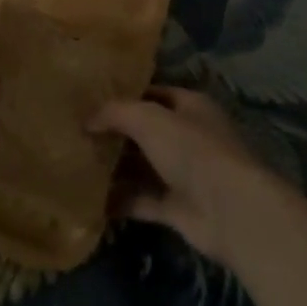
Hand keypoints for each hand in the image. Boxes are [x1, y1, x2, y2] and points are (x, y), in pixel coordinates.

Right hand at [90, 87, 280, 262]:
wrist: (229, 210)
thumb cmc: (192, 150)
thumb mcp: (148, 119)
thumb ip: (116, 113)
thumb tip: (86, 119)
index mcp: (190, 106)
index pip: (152, 94)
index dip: (124, 97)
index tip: (90, 102)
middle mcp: (188, 137)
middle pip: (146, 132)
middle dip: (116, 134)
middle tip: (77, 134)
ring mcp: (184, 174)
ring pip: (143, 167)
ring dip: (115, 168)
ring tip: (76, 165)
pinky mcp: (177, 208)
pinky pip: (142, 200)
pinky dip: (120, 200)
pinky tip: (89, 199)